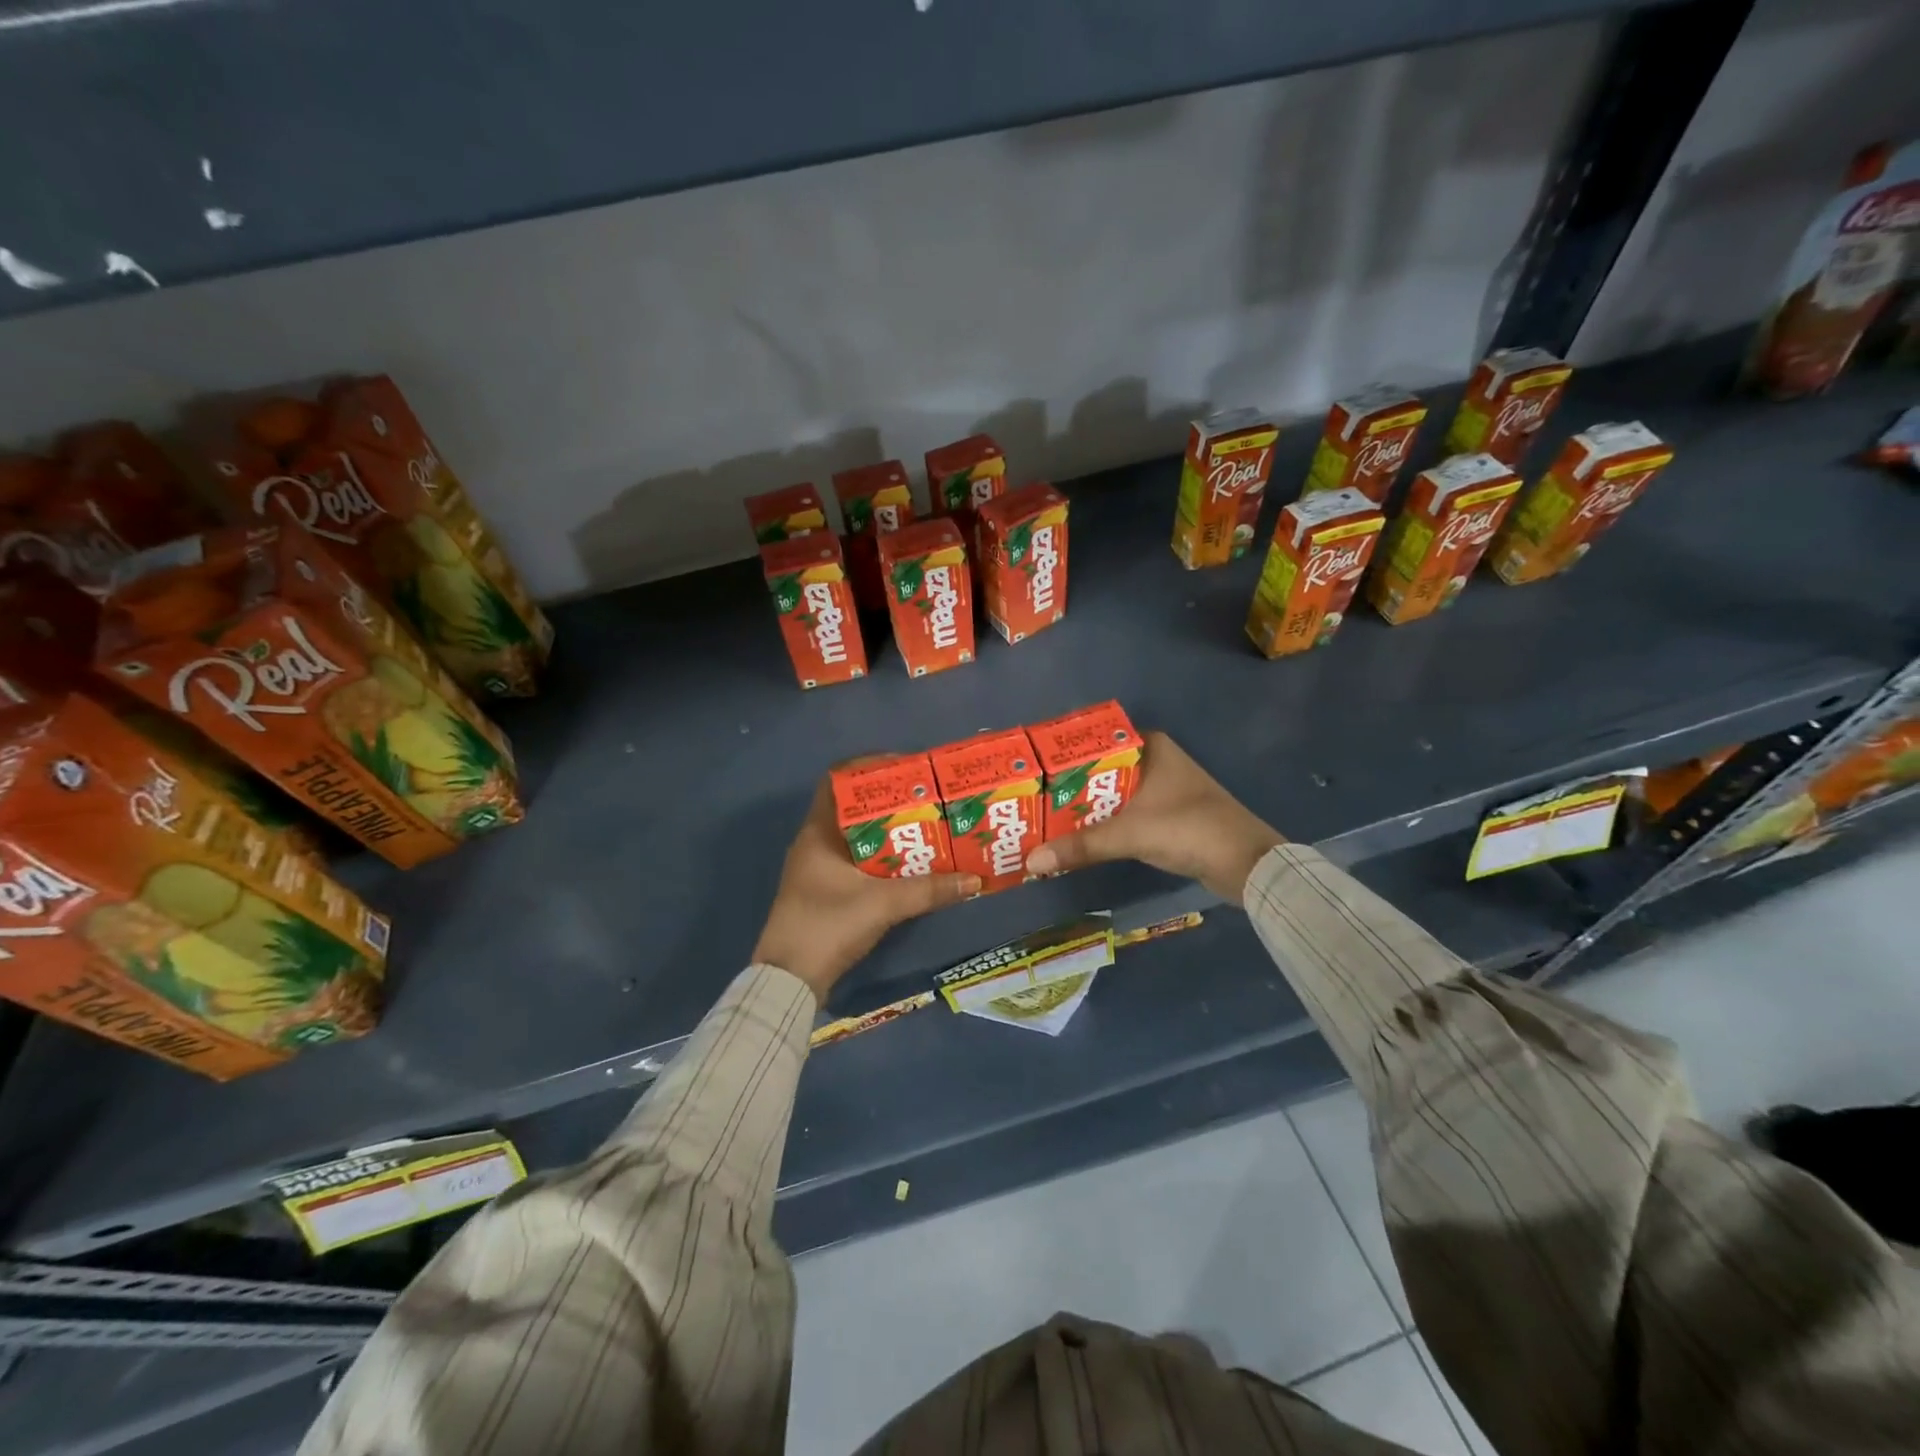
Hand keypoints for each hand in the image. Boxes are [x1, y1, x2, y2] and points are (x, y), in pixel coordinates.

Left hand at [753, 770, 979, 1002]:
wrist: (789, 981)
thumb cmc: (827, 926)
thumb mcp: (883, 904)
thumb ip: (929, 890)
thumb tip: (974, 880)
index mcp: (818, 832)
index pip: (837, 780)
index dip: (868, 768)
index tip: (905, 769)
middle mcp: (815, 843)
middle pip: (853, 808)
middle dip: (889, 801)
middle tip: (926, 799)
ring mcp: (818, 868)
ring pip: (857, 836)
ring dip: (888, 831)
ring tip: (926, 826)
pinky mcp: (825, 891)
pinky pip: (858, 860)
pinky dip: (882, 857)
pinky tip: (910, 863)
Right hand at [1025, 732, 1283, 903]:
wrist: (1247, 863)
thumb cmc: (1188, 829)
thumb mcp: (1129, 834)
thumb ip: (1080, 846)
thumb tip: (1029, 862)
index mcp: (1149, 746)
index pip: (1094, 742)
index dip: (1062, 757)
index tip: (1031, 772)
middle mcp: (1155, 760)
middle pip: (1099, 770)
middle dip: (1068, 788)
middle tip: (1029, 800)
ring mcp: (1163, 788)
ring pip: (1111, 794)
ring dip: (1084, 809)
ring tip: (1043, 820)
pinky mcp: (1167, 814)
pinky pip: (1124, 813)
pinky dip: (1103, 824)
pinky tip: (1077, 837)